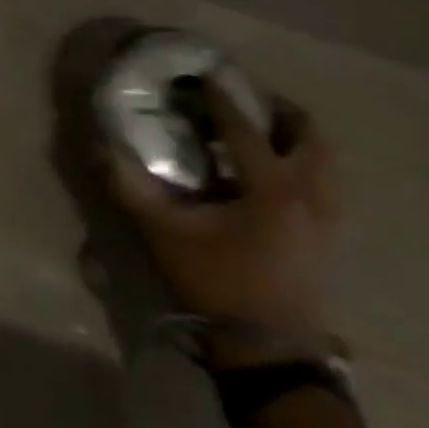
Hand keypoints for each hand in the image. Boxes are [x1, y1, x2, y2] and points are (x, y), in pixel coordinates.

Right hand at [107, 82, 339, 365]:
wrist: (267, 352)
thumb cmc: (215, 284)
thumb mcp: (162, 233)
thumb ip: (129, 187)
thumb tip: (98, 147)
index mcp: (272, 190)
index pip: (247, 129)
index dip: (222, 99)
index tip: (203, 75)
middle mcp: (310, 197)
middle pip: (310, 137)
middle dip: (278, 111)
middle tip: (243, 101)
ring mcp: (328, 220)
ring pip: (326, 162)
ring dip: (296, 138)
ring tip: (258, 132)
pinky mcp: (330, 239)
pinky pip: (325, 184)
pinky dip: (303, 165)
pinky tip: (270, 175)